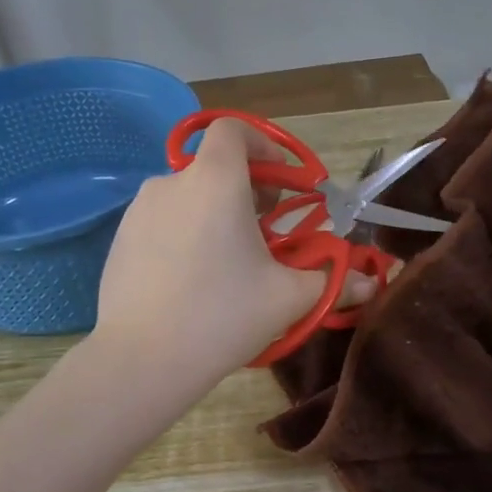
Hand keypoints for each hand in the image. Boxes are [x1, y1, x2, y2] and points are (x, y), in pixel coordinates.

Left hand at [94, 119, 372, 388]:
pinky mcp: (120, 240)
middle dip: (248, 190)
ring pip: (189, 197)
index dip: (264, 146)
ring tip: (234, 261)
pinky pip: (164, 222)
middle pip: (215, 167)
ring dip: (217, 214)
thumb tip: (370, 285)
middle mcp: (171, 182)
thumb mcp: (288, 297)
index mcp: (215, 180)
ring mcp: (138, 211)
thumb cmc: (223, 315)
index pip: (234, 130)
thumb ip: (333, 282)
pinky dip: (187, 233)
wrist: (141, 360)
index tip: (285, 183)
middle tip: (270, 232)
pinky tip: (196, 280)